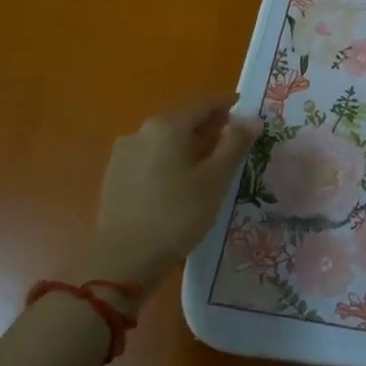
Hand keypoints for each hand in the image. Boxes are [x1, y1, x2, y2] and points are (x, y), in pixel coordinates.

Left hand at [86, 95, 259, 289]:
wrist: (122, 262)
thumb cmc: (177, 215)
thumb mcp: (215, 180)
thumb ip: (235, 144)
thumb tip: (251, 119)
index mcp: (167, 126)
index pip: (202, 104)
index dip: (224, 103)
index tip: (242, 106)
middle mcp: (142, 131)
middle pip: (182, 119)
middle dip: (207, 124)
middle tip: (231, 135)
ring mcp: (124, 153)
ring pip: (164, 138)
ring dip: (188, 142)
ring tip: (209, 159)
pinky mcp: (114, 176)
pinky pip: (150, 155)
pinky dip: (170, 157)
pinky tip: (181, 177)